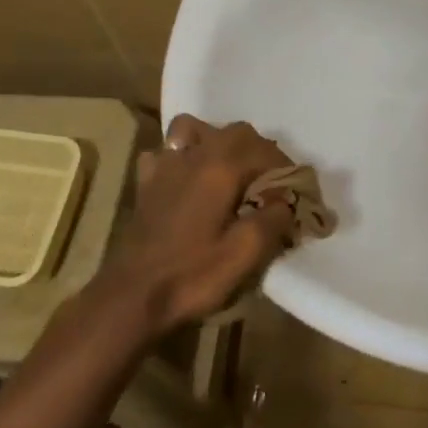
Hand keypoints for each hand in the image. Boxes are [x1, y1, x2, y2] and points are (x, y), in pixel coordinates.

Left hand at [95, 115, 296, 333]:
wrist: (131, 298)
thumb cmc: (192, 275)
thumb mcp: (245, 254)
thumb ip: (273, 220)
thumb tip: (286, 201)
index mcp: (220, 168)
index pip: (265, 150)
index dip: (286, 168)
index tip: (297, 192)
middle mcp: (193, 156)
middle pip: (236, 132)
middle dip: (259, 151)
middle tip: (270, 183)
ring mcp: (165, 166)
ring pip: (195, 129)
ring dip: (218, 142)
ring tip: (229, 170)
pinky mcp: (146, 183)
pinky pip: (166, 152)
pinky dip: (182, 157)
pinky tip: (187, 180)